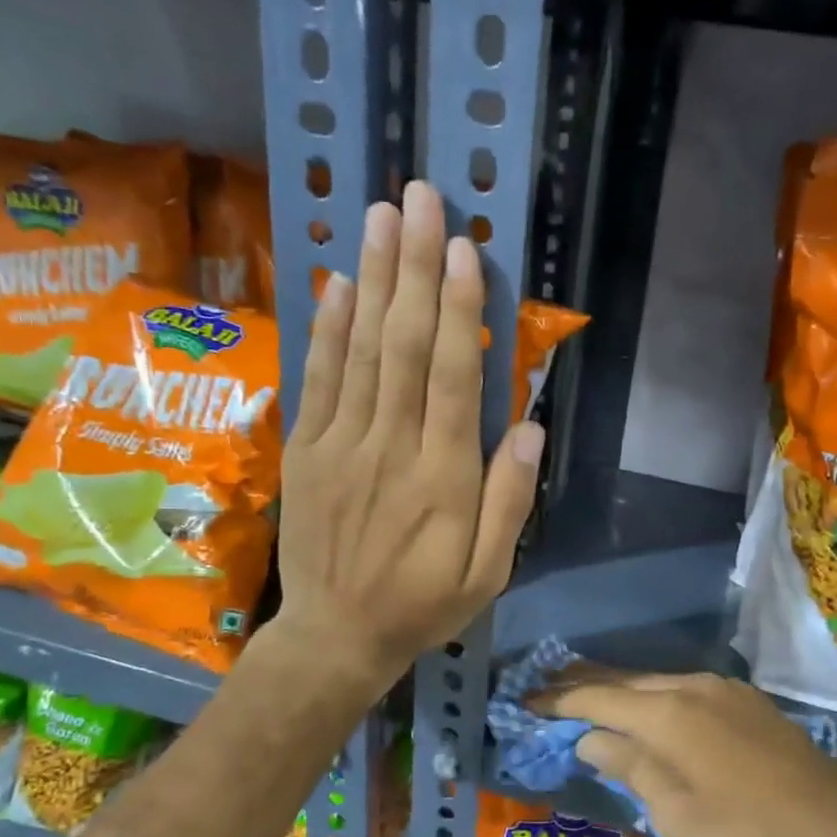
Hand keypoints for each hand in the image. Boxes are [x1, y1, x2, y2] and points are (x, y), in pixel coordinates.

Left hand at [273, 181, 541, 690]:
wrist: (336, 636)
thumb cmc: (422, 605)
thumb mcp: (487, 574)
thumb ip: (510, 501)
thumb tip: (528, 428)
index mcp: (442, 477)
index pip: (452, 377)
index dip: (458, 309)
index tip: (463, 250)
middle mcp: (390, 447)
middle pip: (404, 346)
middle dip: (414, 268)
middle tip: (420, 200)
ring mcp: (341, 445)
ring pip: (360, 351)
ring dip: (372, 280)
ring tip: (381, 217)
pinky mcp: (307, 451)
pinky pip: (318, 380)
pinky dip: (328, 329)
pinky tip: (338, 285)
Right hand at [536, 671, 836, 836]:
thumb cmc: (748, 829)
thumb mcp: (676, 812)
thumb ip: (628, 766)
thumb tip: (589, 738)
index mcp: (664, 713)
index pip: (594, 697)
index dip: (556, 700)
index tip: (524, 702)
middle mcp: (687, 685)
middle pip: (621, 679)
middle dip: (581, 684)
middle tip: (544, 688)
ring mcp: (719, 687)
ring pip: (652, 680)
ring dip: (617, 687)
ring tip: (586, 692)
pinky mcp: (742, 697)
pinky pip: (681, 688)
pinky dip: (651, 695)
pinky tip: (646, 708)